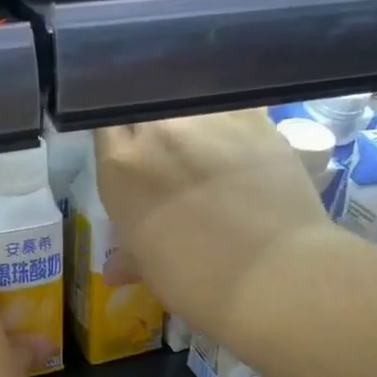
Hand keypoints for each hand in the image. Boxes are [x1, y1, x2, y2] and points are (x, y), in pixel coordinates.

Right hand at [95, 111, 340, 340]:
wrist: (273, 275)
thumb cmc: (197, 282)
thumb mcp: (150, 269)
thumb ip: (129, 254)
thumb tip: (116, 269)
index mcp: (120, 166)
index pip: (103, 123)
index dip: (117, 134)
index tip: (128, 148)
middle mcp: (158, 130)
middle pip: (143, 103)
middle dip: (150, 121)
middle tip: (167, 146)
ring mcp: (207, 117)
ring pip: (186, 95)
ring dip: (189, 113)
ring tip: (204, 138)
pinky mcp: (253, 116)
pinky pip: (233, 100)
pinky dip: (230, 112)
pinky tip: (238, 134)